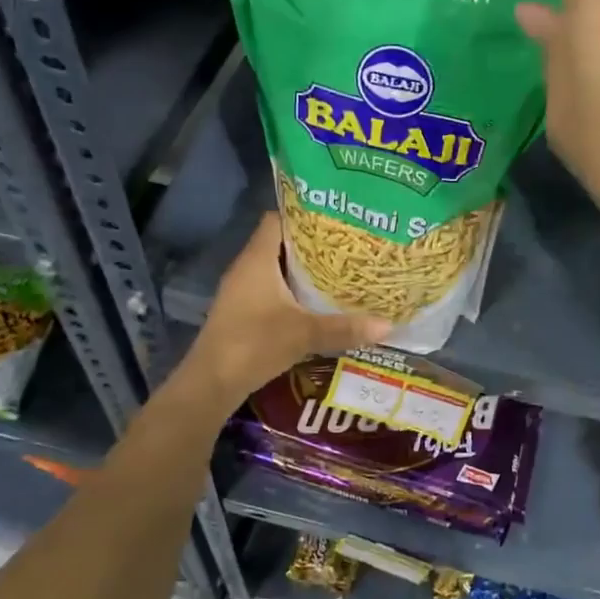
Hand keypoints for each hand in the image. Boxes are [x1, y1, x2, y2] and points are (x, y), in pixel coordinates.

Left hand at [187, 213, 391, 406]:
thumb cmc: (254, 344)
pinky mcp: (243, 312)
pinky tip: (318, 303)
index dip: (304, 215)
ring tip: (341, 271)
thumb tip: (388, 325)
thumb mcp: (305, 334)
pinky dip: (294, 291)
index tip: (336, 219)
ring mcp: (242, 291)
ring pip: (278, 269)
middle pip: (281, 243)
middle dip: (313, 245)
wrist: (211, 384)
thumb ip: (345, 328)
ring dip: (304, 271)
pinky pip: (273, 290)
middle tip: (349, 246)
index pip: (277, 219)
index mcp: (257, 260)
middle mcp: (247, 268)